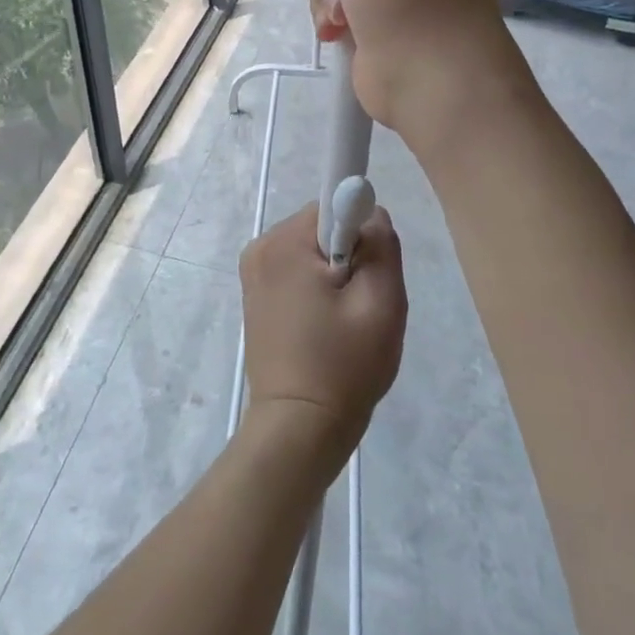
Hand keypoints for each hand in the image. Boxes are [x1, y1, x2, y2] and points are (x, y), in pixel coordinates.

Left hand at [239, 203, 406, 465]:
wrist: (298, 430)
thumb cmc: (343, 366)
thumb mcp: (381, 303)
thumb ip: (381, 244)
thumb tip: (371, 211)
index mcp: (284, 242)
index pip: (334, 204)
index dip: (360, 232)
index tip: (368, 273)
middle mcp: (261, 247)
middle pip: (323, 228)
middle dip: (349, 257)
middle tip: (361, 306)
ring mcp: (253, 273)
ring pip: (313, 252)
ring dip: (335, 277)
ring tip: (344, 324)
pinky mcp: (255, 295)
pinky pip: (297, 272)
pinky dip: (317, 291)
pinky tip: (326, 329)